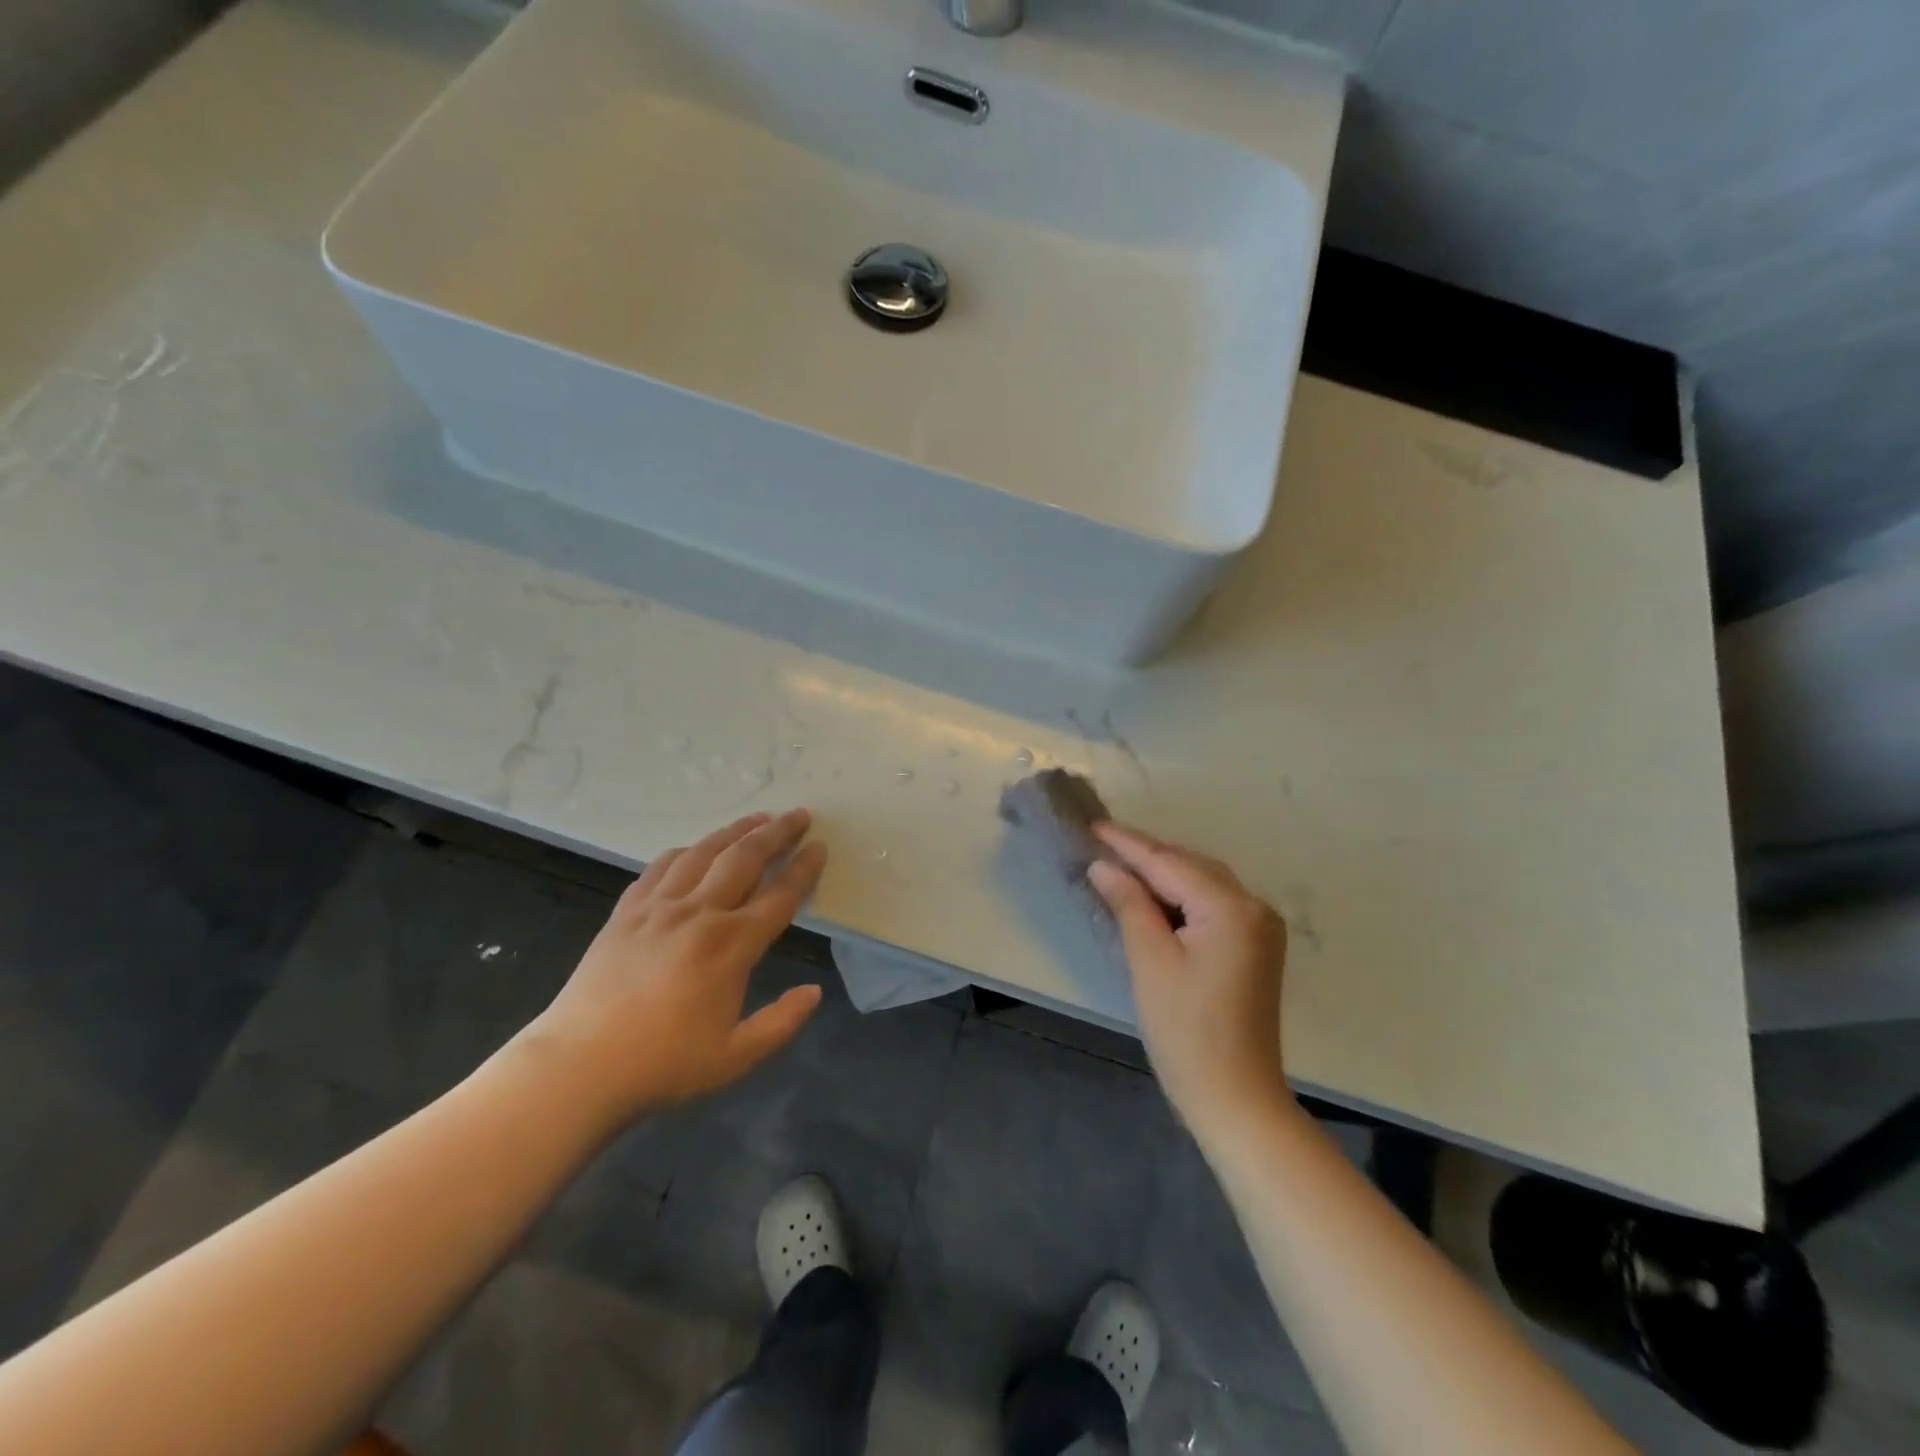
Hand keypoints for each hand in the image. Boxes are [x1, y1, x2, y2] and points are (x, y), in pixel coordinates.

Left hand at [515, 809, 827, 1128]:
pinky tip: (693, 848)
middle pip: (745, 859)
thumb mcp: (736, 1057)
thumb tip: (814, 992)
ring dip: (735, 832)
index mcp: (731, 946)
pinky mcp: (626, 913)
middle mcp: (699, 914)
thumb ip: (781, 1023)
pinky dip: (684, 851)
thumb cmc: (663, 1065)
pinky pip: (660, 868)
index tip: (820, 846)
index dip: (803, 869)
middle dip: (776, 833)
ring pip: (704, 853)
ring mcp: (658, 909)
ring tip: (757, 818)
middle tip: (798, 814)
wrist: (578, 1068)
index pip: (779, 896)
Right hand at [1087, 823, 1289, 1138]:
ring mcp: (1260, 927)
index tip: (1091, 825)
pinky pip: (1213, 903)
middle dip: (1146, 854)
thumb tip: (1104, 866)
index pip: (1169, 863)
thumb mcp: (1149, 960)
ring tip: (1119, 863)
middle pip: (1190, 865)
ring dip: (1163, 873)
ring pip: (1203, 882)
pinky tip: (1153, 895)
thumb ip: (1129, 903)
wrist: (1235, 1097)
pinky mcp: (1256, 946)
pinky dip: (1181, 895)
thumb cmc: (1185, 1030)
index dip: (1127, 844)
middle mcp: (1254, 906)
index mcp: (1231, 907)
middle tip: (1100, 843)